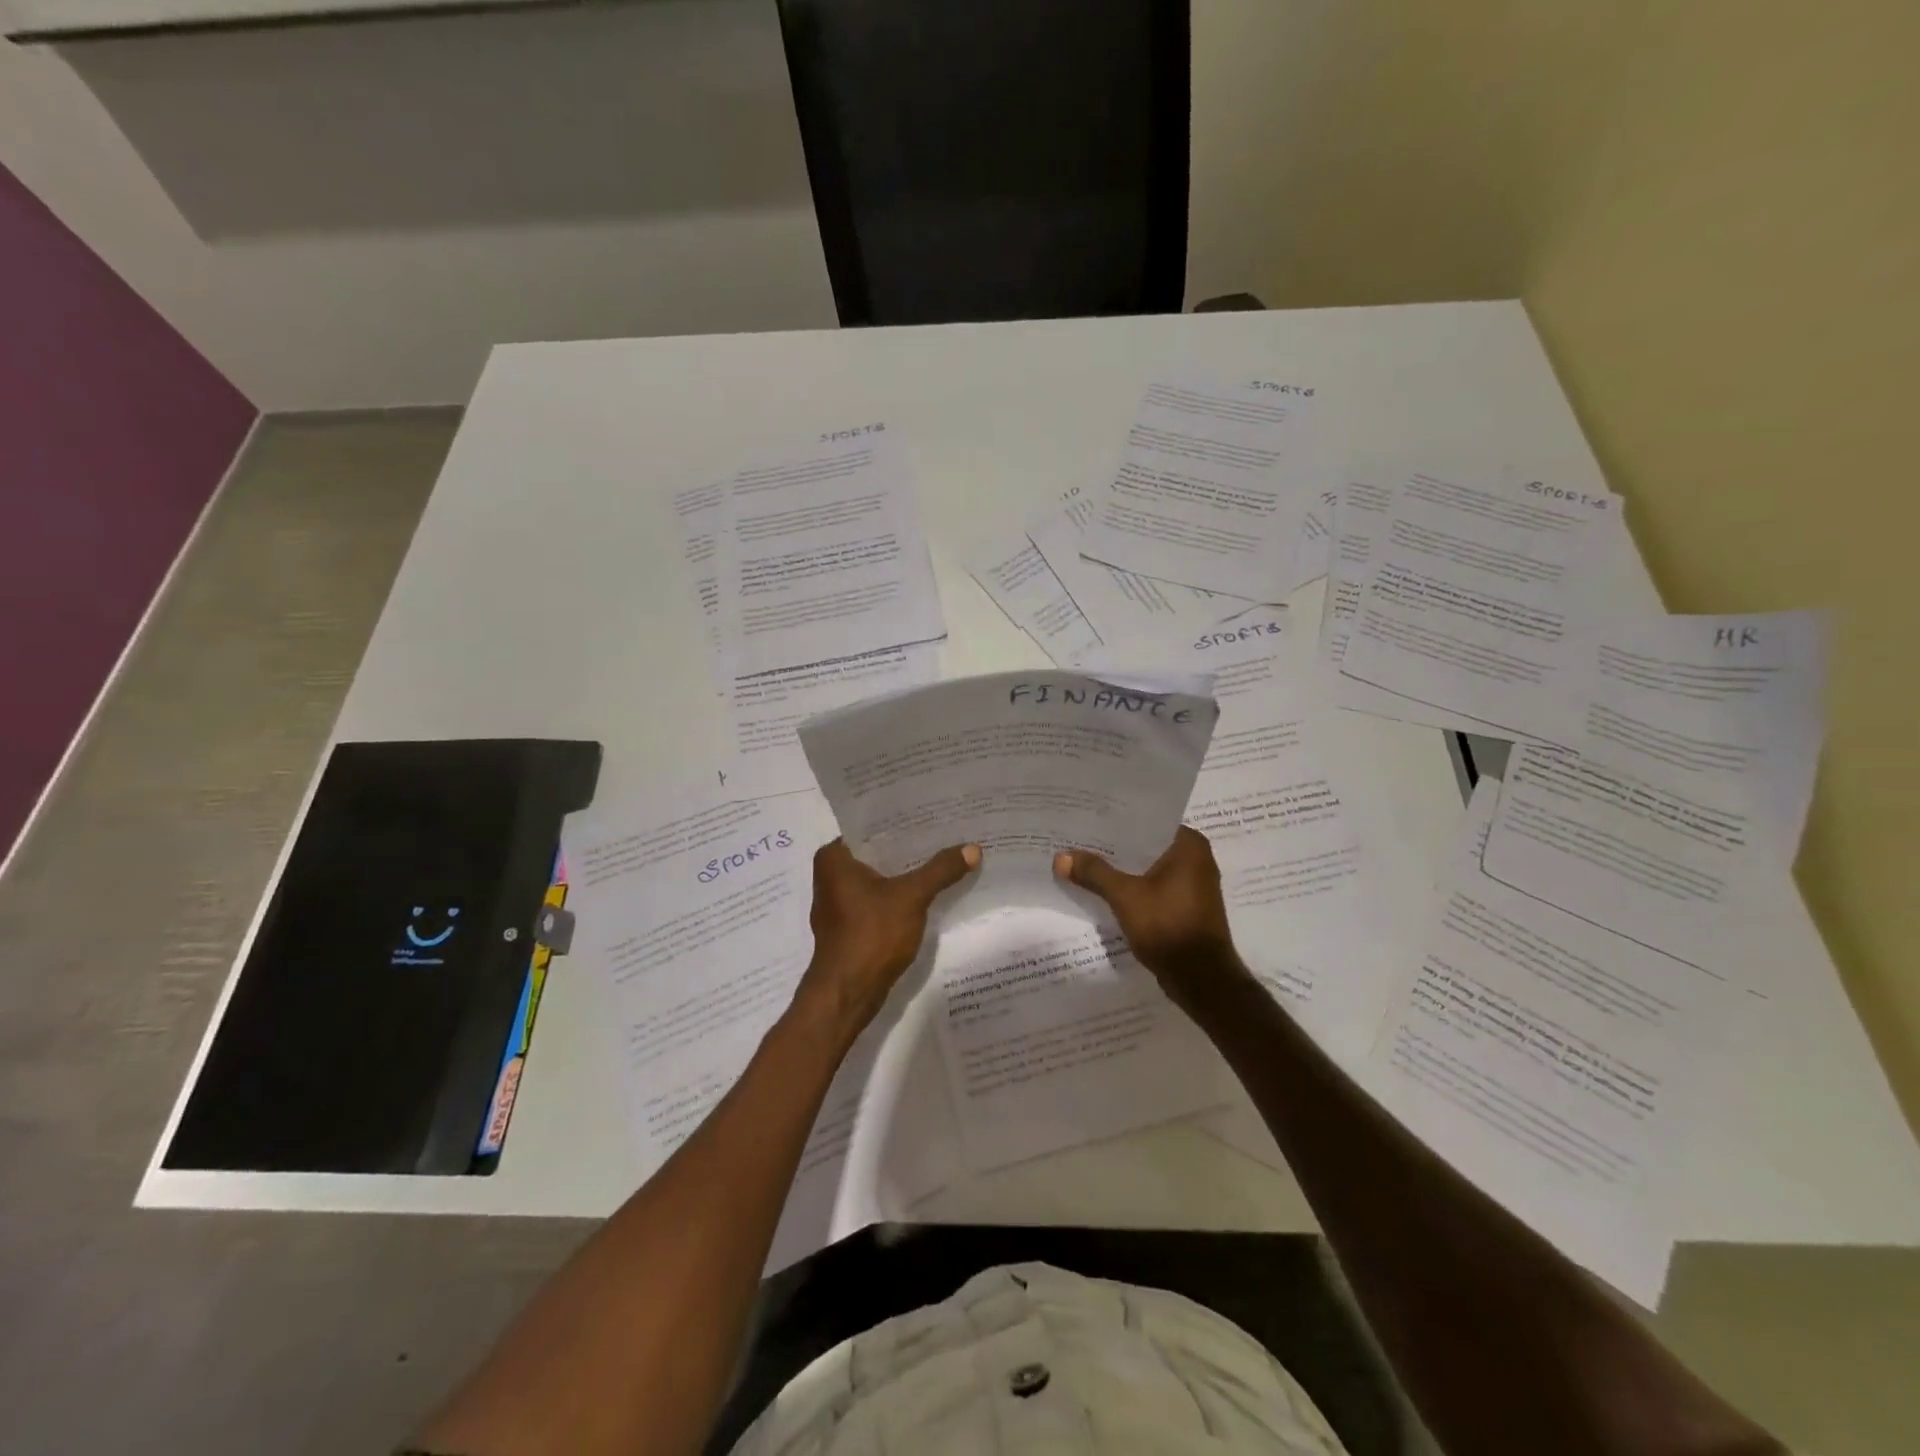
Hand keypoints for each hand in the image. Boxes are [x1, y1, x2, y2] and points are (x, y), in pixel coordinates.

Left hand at [796, 839, 980, 1038]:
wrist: (847, 994)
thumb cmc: (870, 935)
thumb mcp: (911, 897)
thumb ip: (940, 870)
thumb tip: (973, 848)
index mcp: (834, 858)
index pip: (872, 827)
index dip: (903, 820)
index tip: (933, 812)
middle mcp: (831, 875)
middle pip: (878, 851)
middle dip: (910, 847)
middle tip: (946, 832)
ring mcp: (839, 902)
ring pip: (880, 876)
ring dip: (907, 871)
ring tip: (943, 856)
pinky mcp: (851, 925)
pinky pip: (879, 898)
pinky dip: (900, 894)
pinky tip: (929, 890)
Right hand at [1054, 827, 1247, 1007]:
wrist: (1200, 979)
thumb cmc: (1168, 926)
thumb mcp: (1125, 896)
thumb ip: (1094, 873)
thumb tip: (1060, 857)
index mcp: (1190, 845)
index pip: (1147, 821)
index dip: (1115, 821)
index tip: (1087, 818)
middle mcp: (1196, 859)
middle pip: (1145, 845)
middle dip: (1114, 847)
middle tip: (1078, 839)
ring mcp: (1193, 885)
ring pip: (1148, 868)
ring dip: (1122, 869)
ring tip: (1084, 861)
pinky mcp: (1186, 907)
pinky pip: (1153, 887)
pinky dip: (1132, 887)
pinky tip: (1104, 889)